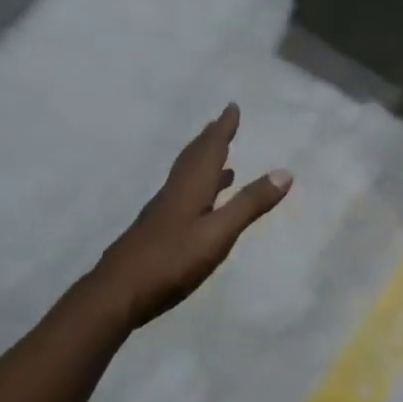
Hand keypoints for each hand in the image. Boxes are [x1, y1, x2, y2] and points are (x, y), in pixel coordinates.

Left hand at [95, 104, 292, 328]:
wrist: (117, 293)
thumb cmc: (171, 261)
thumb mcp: (218, 234)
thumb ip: (249, 204)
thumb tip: (285, 172)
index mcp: (189, 188)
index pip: (209, 150)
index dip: (222, 129)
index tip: (232, 107)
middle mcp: (174, 193)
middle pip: (193, 159)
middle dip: (210, 140)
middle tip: (222, 124)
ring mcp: (162, 214)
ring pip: (187, 179)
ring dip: (205, 165)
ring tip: (224, 163)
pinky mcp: (157, 232)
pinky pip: (183, 198)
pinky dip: (198, 191)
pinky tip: (202, 206)